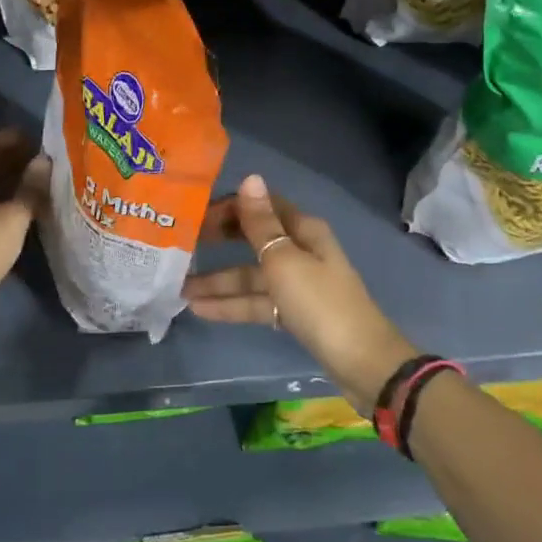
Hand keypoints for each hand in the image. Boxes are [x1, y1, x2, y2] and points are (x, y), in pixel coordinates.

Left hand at [0, 129, 49, 353]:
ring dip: (8, 187)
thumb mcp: (12, 216)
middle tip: (40, 160)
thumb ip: (30, 188)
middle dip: (9, 163)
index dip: (4, 142)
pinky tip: (27, 212)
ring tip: (39, 183)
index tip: (31, 138)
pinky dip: (3, 208)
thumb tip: (45, 162)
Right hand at [184, 174, 416, 409]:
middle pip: (254, 239)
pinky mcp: (294, 313)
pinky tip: (200, 310)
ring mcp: (297, 284)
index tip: (194, 214)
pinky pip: (257, 302)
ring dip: (219, 281)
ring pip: (251, 276)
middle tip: (181, 245)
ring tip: (179, 288)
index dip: (230, 207)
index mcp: (303, 230)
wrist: (361, 363)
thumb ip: (261, 223)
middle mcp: (300, 251)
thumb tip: (250, 178)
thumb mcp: (285, 260)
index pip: (262, 206)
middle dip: (220, 241)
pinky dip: (232, 305)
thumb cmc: (320, 303)